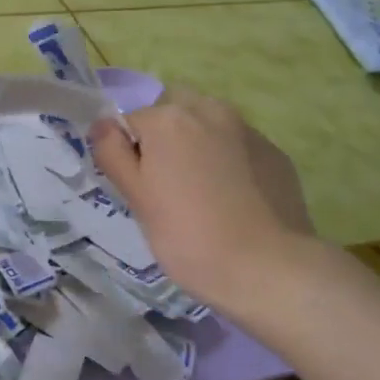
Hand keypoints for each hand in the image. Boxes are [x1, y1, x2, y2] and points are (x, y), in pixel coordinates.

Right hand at [89, 95, 318, 323]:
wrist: (267, 268)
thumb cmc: (187, 235)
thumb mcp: (136, 197)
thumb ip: (112, 153)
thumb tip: (103, 125)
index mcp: (168, 120)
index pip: (130, 122)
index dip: (128, 154)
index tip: (138, 188)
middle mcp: (210, 111)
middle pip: (173, 111)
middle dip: (164, 136)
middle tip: (165, 183)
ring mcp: (248, 131)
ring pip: (208, 125)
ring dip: (197, 145)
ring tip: (200, 193)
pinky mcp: (275, 154)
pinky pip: (238, 147)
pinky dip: (228, 162)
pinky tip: (231, 201)